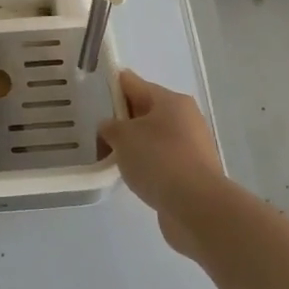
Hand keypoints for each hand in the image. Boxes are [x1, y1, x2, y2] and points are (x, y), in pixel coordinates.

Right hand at [96, 70, 226, 257]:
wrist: (196, 205)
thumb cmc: (158, 159)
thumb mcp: (123, 137)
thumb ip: (110, 127)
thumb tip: (111, 127)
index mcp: (171, 100)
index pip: (134, 83)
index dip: (112, 85)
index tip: (92, 89)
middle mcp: (185, 118)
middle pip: (145, 110)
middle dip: (121, 117)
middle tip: (93, 126)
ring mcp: (191, 146)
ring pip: (153, 137)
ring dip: (133, 143)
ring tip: (107, 153)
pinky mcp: (191, 171)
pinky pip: (160, 159)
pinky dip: (145, 163)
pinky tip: (129, 173)